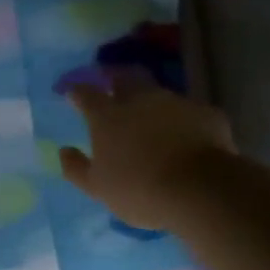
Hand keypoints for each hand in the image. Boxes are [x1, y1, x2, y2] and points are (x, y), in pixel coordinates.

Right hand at [60, 77, 236, 228]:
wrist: (202, 190)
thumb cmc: (140, 190)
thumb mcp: (98, 188)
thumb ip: (77, 168)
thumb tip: (63, 151)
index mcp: (107, 115)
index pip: (86, 94)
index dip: (78, 93)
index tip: (73, 95)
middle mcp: (139, 99)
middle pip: (123, 78)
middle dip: (115, 80)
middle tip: (113, 90)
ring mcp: (174, 102)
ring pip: (158, 93)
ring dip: (152, 102)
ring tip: (153, 118)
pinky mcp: (206, 113)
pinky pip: (190, 112)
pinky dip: (185, 120)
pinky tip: (189, 136)